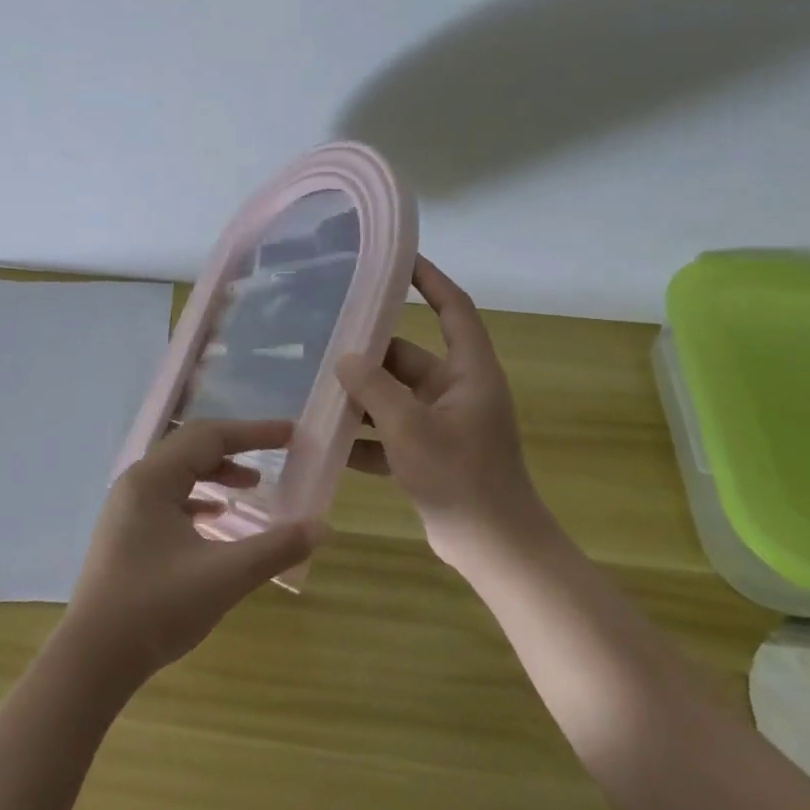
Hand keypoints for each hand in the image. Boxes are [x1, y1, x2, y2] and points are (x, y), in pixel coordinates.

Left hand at [60, 420, 326, 686]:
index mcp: (153, 480)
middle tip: (277, 452)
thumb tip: (323, 527)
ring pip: (178, 473)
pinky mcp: (126, 533)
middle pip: (191, 447)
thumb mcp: (225, 576)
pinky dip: (197, 498)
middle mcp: (136, 483)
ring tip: (252, 486)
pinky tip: (215, 517)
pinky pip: (167, 498)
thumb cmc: (157, 608)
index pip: (209, 437)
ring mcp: (126, 508)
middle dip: (236, 447)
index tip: (291, 434)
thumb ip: (276, 547)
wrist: (93, 660)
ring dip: (216, 472)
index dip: (254, 433)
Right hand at [337, 256, 554, 571]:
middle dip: (369, 354)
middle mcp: (458, 391)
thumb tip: (344, 359)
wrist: (495, 550)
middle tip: (323, 340)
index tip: (398, 259)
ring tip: (314, 388)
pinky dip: (365, 438)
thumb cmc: (460, 478)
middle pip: (409, 358)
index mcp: (469, 373)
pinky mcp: (430, 455)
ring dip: (361, 398)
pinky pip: (391, 434)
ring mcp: (443, 425)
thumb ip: (374, 389)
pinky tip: (326, 441)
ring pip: (394, 398)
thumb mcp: (410, 428)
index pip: (453, 309)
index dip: (430, 280)